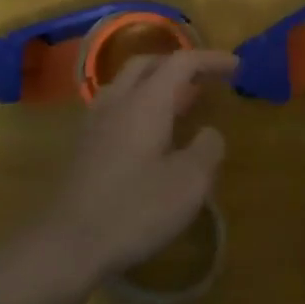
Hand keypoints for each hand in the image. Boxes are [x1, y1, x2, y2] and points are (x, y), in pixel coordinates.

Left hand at [34, 48, 237, 284]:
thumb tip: (209, 133)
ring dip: (156, 83)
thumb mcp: (189, 183)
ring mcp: (95, 124)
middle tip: (205, 79)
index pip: (181, 62)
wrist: (68, 243)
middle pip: (147, 64)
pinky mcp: (83, 147)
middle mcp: (117, 102)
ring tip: (180, 102)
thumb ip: (207, 149)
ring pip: (126, 84)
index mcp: (146, 102)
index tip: (236, 66)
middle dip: (178, 64)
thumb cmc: (135, 210)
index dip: (210, 60)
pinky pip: (115, 107)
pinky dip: (139, 105)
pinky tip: (149, 133)